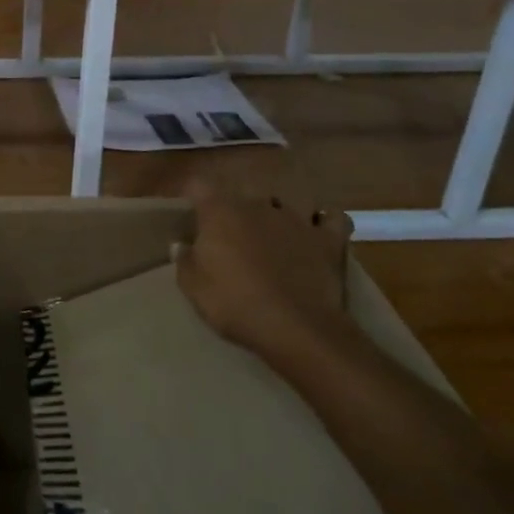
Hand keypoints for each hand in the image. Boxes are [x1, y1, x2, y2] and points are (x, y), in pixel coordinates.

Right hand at [175, 177, 353, 364]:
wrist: (295, 328)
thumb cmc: (235, 303)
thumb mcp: (193, 287)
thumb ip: (185, 260)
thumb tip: (181, 244)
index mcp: (221, 211)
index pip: (199, 185)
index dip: (193, 195)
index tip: (189, 211)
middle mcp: (258, 204)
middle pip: (243, 192)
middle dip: (236, 207)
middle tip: (230, 233)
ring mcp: (297, 219)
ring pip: (286, 201)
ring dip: (277, 212)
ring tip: (273, 231)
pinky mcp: (328, 239)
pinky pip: (332, 218)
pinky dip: (325, 222)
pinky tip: (318, 231)